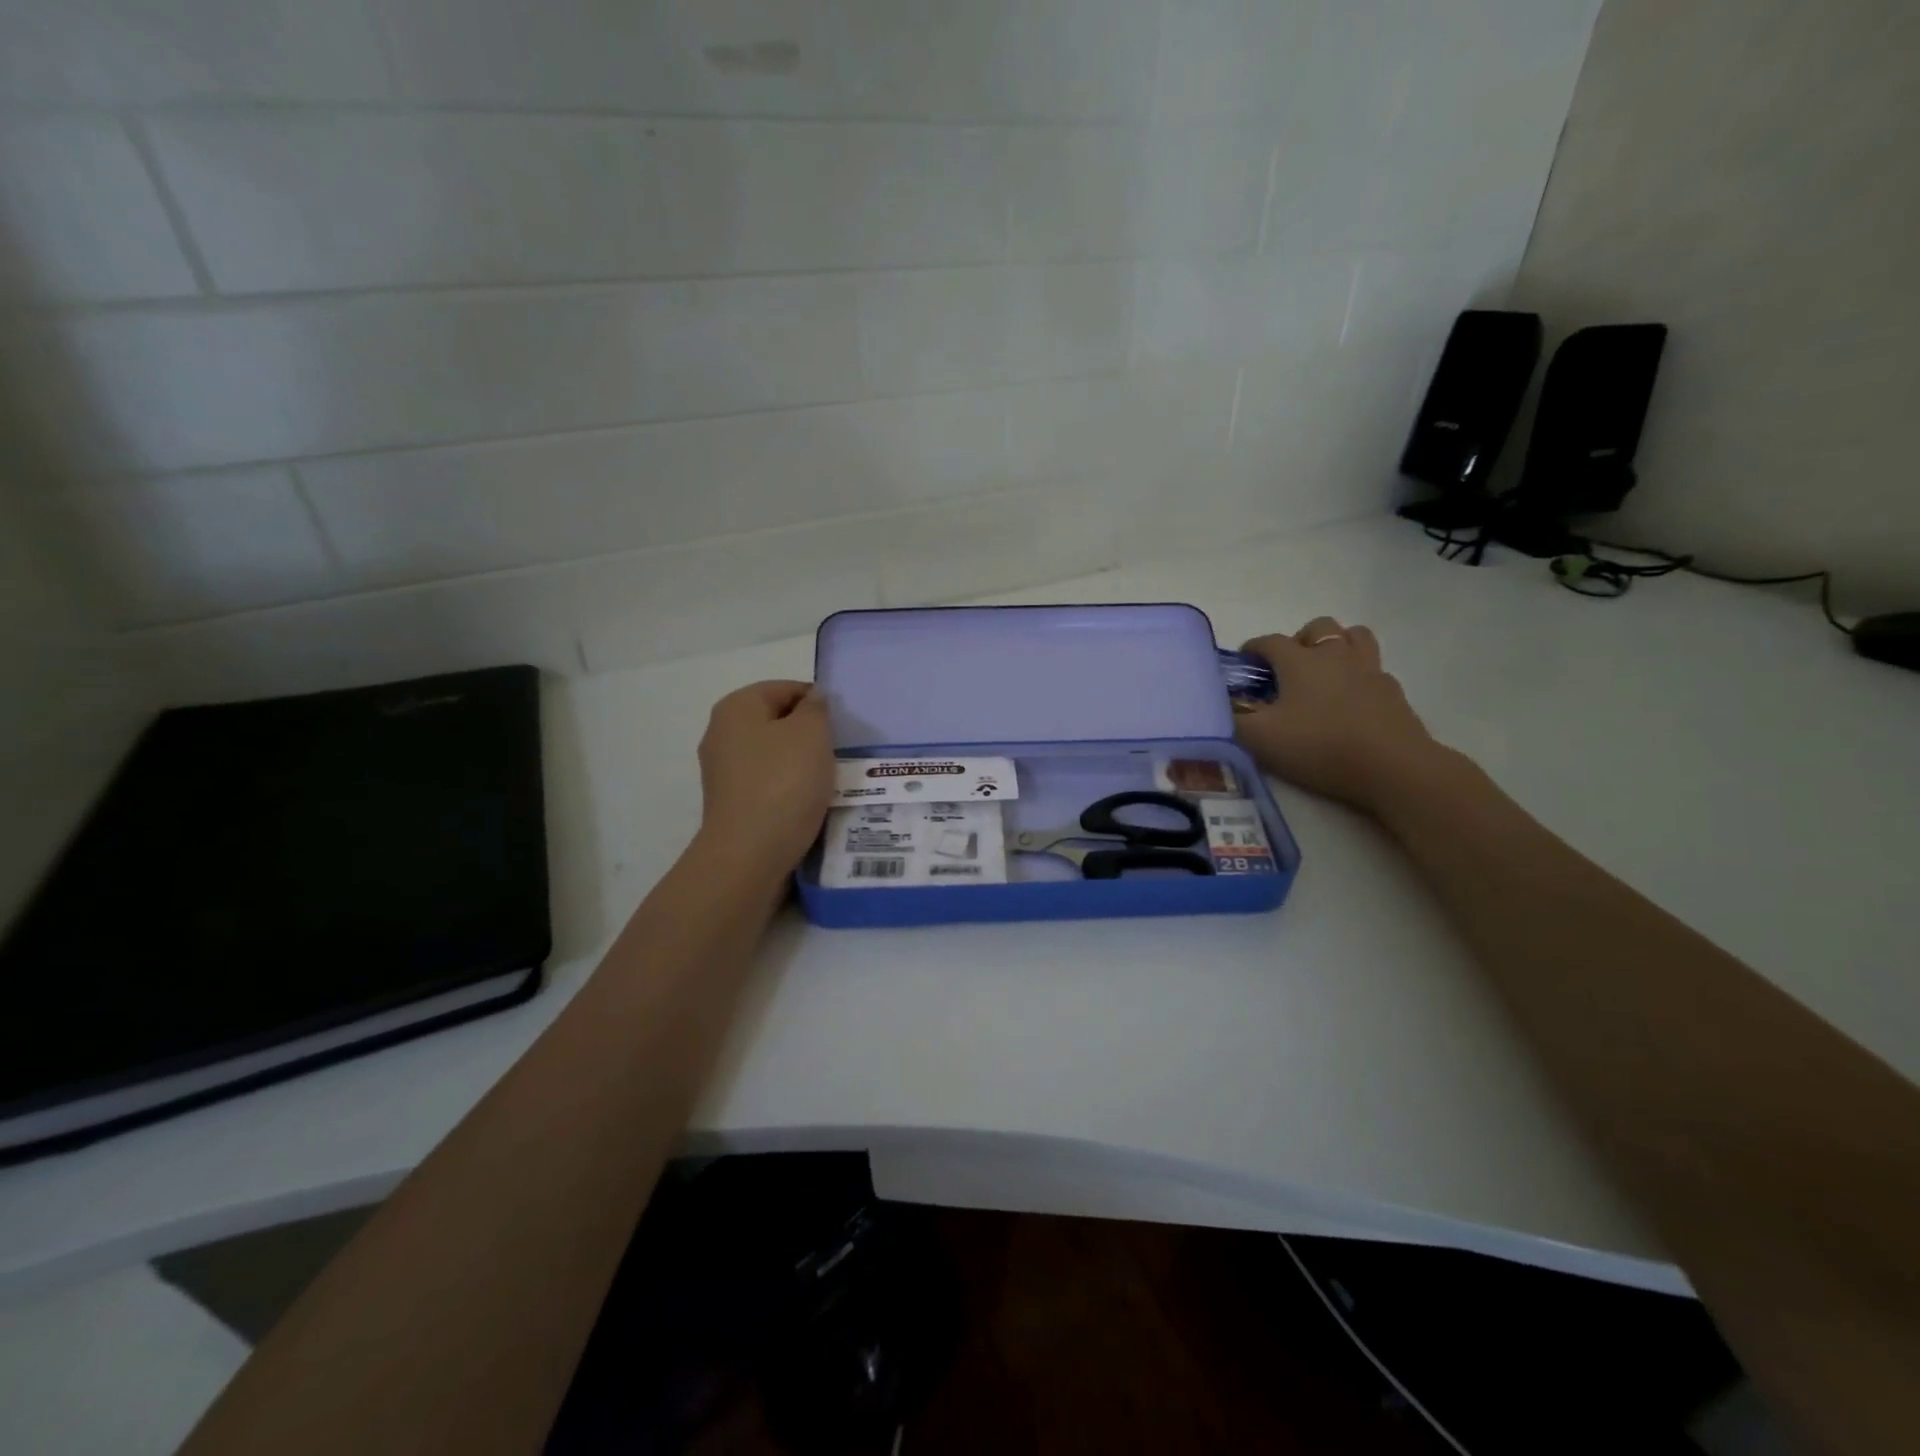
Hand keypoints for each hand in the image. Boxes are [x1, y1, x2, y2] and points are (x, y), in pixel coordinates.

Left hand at [696, 680, 833, 873]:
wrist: (751, 853)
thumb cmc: (784, 783)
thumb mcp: (812, 734)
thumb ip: (816, 708)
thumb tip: (811, 700)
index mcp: (736, 707)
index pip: (785, 689)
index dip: (817, 702)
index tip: (841, 725)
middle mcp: (721, 733)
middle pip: (777, 721)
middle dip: (809, 734)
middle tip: (838, 751)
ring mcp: (723, 771)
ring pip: (773, 754)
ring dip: (801, 763)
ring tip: (828, 779)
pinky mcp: (731, 802)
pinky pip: (768, 783)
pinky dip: (789, 787)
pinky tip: (808, 802)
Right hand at [1234, 618, 1449, 815]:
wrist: (1391, 766)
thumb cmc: (1319, 746)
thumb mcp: (1260, 739)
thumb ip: (1235, 718)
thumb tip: (1223, 705)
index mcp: (1300, 662)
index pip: (1270, 641)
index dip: (1253, 648)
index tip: (1244, 663)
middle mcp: (1335, 656)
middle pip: (1318, 627)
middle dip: (1299, 639)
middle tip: (1288, 667)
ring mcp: (1369, 670)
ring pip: (1354, 636)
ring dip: (1336, 644)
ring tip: (1323, 670)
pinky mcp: (1393, 691)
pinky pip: (1374, 668)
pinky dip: (1359, 674)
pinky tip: (1351, 698)